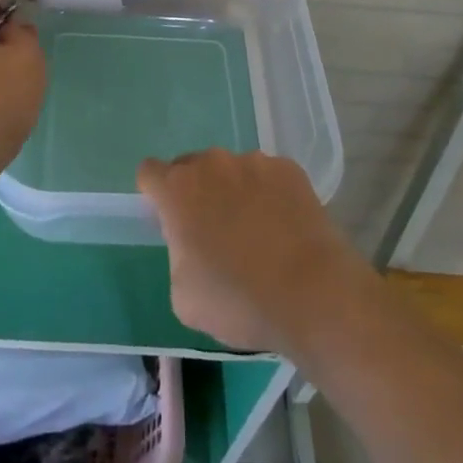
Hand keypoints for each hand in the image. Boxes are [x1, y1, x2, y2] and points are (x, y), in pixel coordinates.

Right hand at [138, 150, 368, 354]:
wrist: (313, 295)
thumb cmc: (238, 301)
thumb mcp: (183, 295)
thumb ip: (177, 255)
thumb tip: (191, 244)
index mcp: (178, 189)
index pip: (149, 173)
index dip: (155, 196)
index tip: (169, 222)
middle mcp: (211, 163)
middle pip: (191, 167)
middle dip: (195, 193)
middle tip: (213, 233)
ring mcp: (253, 161)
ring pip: (231, 171)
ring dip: (233, 192)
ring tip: (256, 234)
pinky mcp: (289, 169)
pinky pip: (266, 177)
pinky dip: (268, 195)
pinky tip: (283, 229)